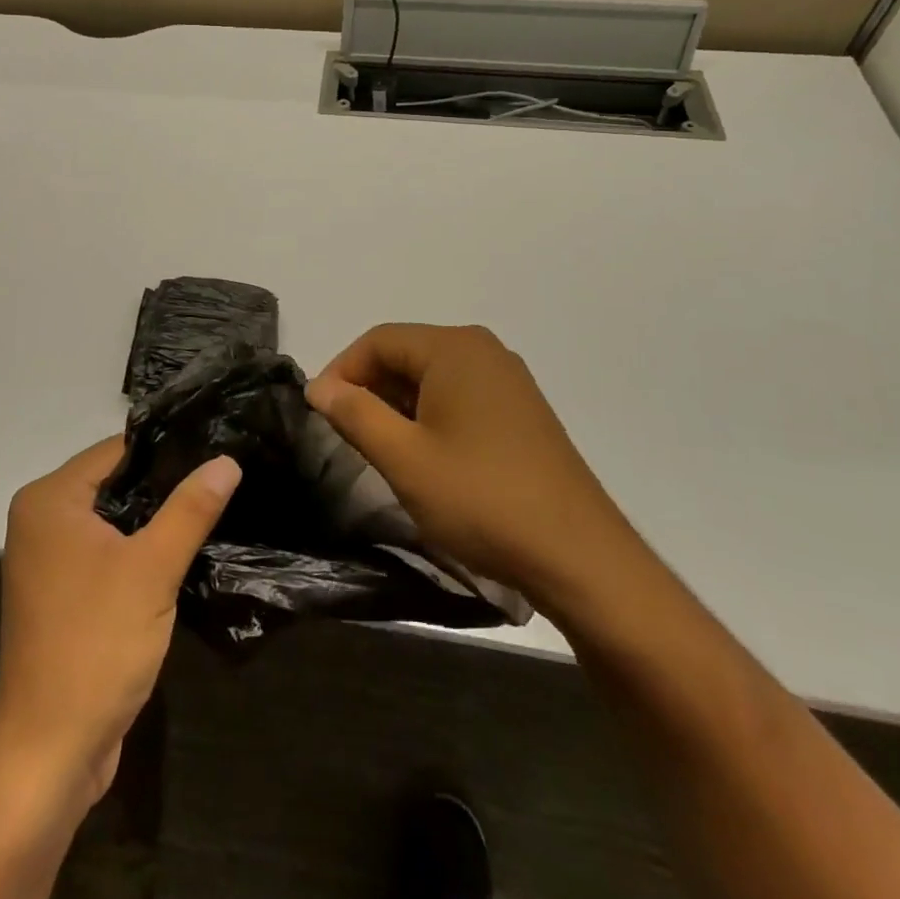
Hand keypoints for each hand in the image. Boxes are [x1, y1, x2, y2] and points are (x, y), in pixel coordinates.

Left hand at [0, 437, 240, 808]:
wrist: (49, 749)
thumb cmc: (96, 644)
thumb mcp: (152, 569)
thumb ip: (190, 509)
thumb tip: (226, 460)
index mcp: (50, 499)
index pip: (115, 450)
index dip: (166, 448)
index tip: (215, 445)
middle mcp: (42, 519)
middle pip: (114, 483)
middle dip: (164, 484)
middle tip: (223, 477)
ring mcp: (49, 559)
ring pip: (114, 521)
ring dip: (155, 520)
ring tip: (213, 506)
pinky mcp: (63, 592)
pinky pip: (107, 552)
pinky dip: (139, 550)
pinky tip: (183, 551)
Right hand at [306, 323, 647, 618]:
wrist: (580, 558)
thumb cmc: (482, 500)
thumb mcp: (404, 458)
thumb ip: (355, 414)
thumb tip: (319, 387)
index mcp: (455, 348)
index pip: (378, 340)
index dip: (341, 371)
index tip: (319, 412)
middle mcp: (484, 351)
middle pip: (406, 353)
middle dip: (369, 388)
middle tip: (345, 433)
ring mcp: (508, 381)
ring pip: (432, 377)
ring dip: (397, 404)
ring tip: (380, 448)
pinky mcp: (521, 412)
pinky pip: (459, 396)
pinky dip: (429, 415)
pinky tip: (424, 455)